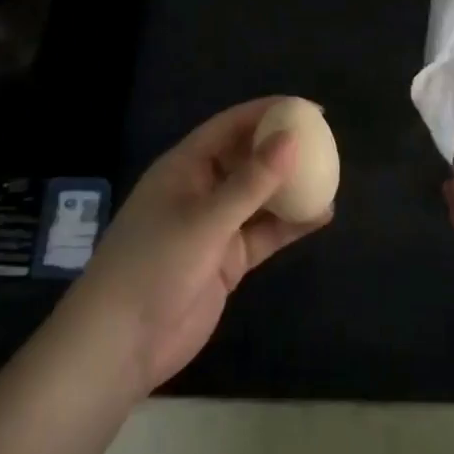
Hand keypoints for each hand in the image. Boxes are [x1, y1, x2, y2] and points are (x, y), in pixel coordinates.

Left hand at [64, 98, 330, 395]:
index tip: (309, 109)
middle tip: (326, 143)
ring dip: (290, 189)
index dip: (268, 112)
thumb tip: (292, 139)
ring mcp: (214, 226)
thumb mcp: (205, 220)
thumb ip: (250, 182)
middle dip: (283, 149)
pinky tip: (321, 217)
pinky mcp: (226, 260)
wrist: (121, 344)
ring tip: (331, 179)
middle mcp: (201, 189)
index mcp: (185, 167)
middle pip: (247, 158)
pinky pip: (264, 233)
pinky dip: (289, 225)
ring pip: (260, 197)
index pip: (231, 126)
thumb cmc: (154, 266)